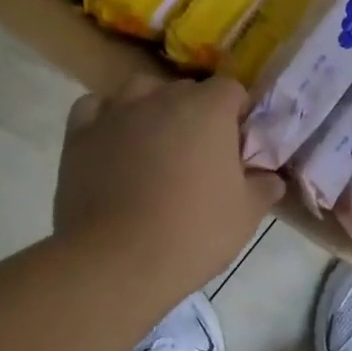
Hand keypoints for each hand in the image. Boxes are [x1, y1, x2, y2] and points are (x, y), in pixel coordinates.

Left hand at [54, 73, 284, 293]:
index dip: (236, 114)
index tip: (235, 146)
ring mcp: (116, 111)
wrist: (116, 261)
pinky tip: (112, 142)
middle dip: (195, 114)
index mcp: (207, 109)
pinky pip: (96, 108)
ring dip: (151, 109)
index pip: (230, 89)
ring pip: (140, 92)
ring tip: (153, 146)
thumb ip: (263, 187)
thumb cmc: (192, 233)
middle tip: (197, 156)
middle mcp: (161, 97)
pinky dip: (107, 118)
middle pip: (185, 90)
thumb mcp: (245, 215)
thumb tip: (271, 177)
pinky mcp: (80, 132)